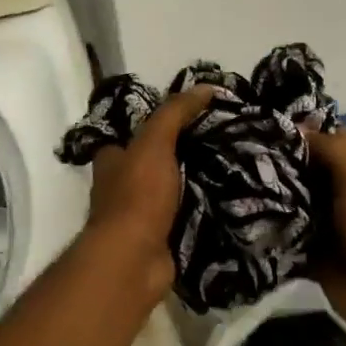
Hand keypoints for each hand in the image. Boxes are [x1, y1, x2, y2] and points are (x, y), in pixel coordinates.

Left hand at [83, 87, 216, 291]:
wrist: (135, 259)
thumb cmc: (137, 196)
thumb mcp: (154, 143)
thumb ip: (175, 113)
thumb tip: (205, 87)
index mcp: (111, 161)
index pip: (132, 135)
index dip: (157, 124)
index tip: (194, 115)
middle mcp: (121, 188)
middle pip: (154, 164)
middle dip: (182, 155)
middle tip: (222, 141)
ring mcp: (140, 217)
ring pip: (172, 192)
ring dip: (196, 184)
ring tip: (234, 168)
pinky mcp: (161, 240)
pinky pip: (186, 218)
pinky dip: (203, 212)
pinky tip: (230, 202)